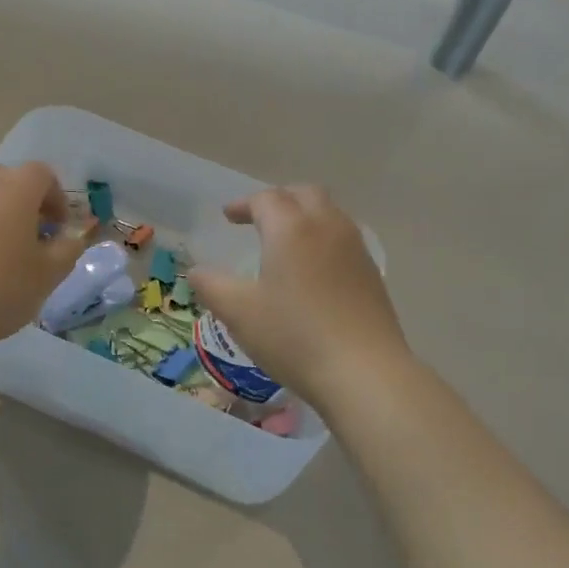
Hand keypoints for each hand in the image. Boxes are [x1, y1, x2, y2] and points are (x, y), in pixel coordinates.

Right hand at [191, 186, 411, 410]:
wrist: (364, 372)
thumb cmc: (293, 336)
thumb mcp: (238, 312)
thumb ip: (211, 285)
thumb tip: (196, 271)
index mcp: (291, 229)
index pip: (266, 199)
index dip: (244, 204)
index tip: (228, 216)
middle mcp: (327, 227)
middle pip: (304, 194)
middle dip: (278, 200)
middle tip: (258, 219)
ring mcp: (355, 249)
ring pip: (329, 214)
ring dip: (304, 217)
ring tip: (285, 242)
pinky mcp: (371, 274)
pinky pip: (343, 239)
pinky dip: (322, 239)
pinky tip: (312, 270)